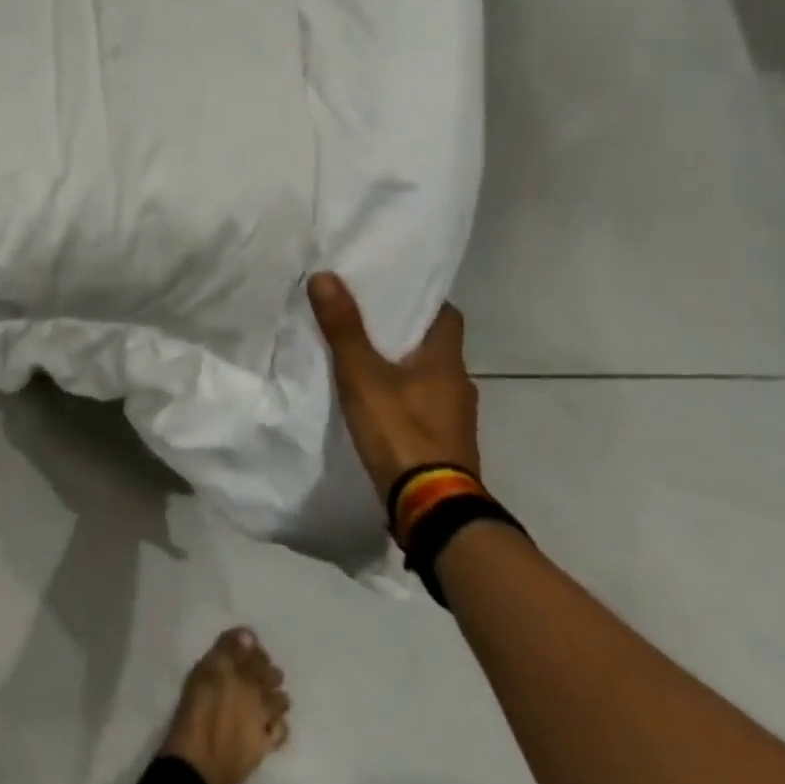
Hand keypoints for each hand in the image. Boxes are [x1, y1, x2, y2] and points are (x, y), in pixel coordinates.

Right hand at [307, 272, 478, 503]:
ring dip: (402, 367)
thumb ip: (344, 328)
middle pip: (433, 346)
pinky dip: (402, 397)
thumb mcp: (362, 375)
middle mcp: (459, 385)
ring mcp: (454, 418)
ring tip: (362, 358)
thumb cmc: (400, 431)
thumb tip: (326, 276)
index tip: (391, 291)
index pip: (446, 315)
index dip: (421, 300)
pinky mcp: (444, 444)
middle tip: (364, 319)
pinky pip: (422, 405)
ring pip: (427, 377)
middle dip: (403, 333)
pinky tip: (375, 401)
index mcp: (447, 362)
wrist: (431, 507)